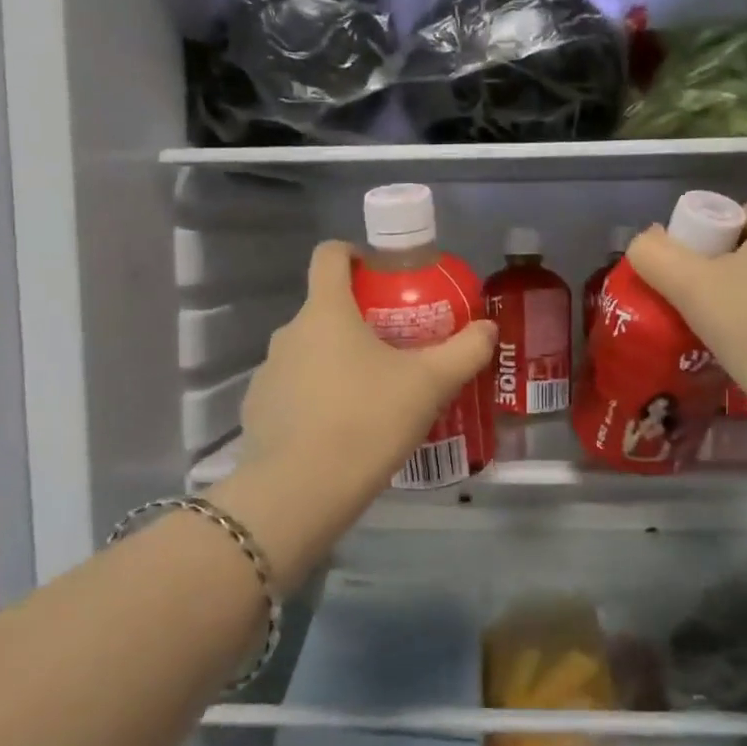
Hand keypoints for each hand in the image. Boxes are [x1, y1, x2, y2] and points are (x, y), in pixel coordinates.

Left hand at [231, 241, 495, 562]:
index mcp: (325, 312)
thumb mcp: (429, 385)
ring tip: (372, 397)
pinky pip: (293, 390)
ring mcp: (267, 372)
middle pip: (325, 309)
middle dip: (361, 321)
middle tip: (397, 350)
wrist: (300, 491)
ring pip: (309, 352)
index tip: (383, 275)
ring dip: (338, 362)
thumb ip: (464, 351)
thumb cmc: (367, 421)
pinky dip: (315, 398)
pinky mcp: (258, 410)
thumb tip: (489, 328)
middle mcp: (288, 333)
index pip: (330, 255)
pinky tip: (340, 431)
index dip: (356, 254)